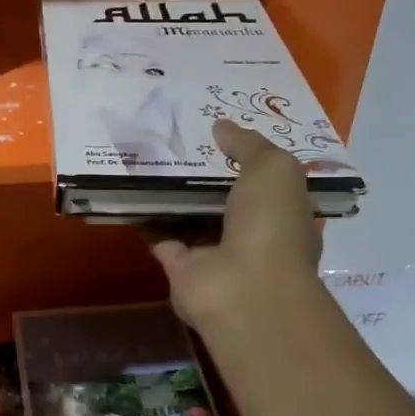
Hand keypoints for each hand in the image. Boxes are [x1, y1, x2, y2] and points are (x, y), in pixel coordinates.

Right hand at [149, 119, 323, 333]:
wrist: (244, 289)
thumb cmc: (270, 225)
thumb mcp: (273, 170)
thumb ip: (248, 145)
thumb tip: (220, 126)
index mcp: (283, 215)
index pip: (267, 184)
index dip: (246, 159)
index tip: (219, 135)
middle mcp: (252, 237)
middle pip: (225, 200)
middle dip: (204, 176)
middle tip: (176, 142)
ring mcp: (215, 255)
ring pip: (191, 218)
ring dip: (173, 196)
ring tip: (148, 159)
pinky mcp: (181, 269)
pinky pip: (162, 236)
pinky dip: (147, 218)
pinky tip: (131, 191)